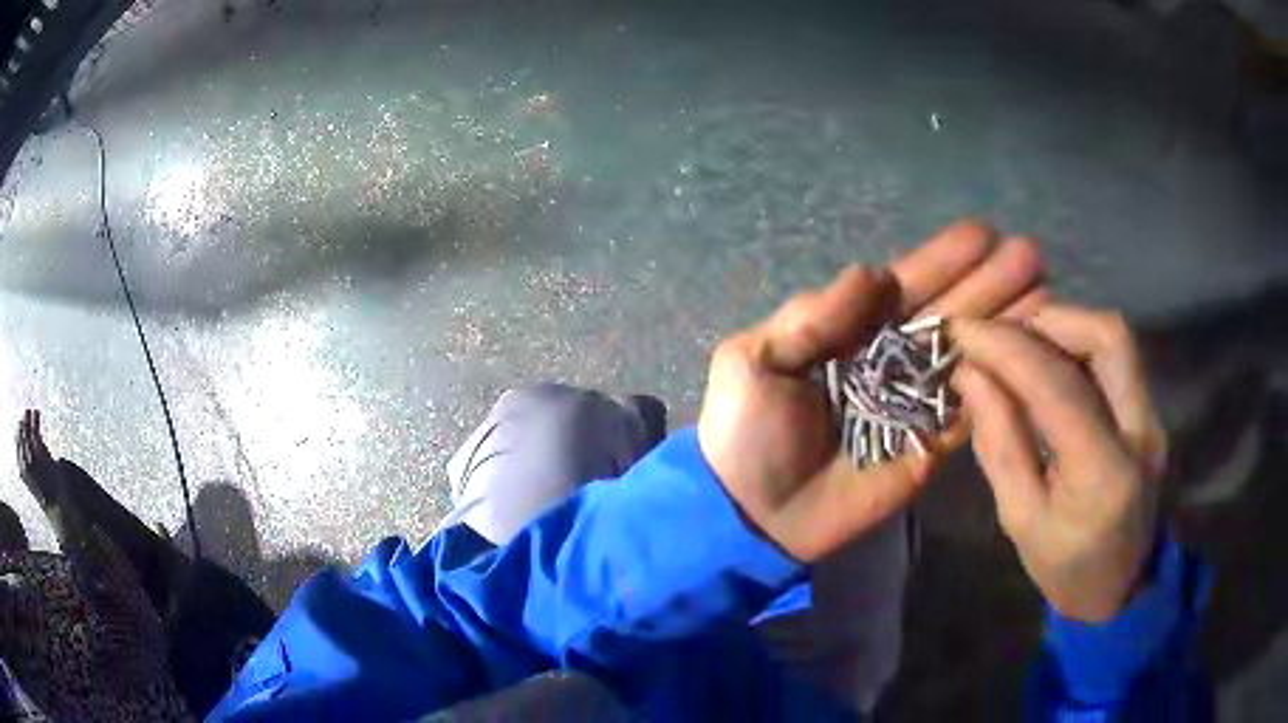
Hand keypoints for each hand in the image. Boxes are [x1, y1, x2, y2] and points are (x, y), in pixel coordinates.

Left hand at [698, 220, 1045, 561]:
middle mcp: (889, 360)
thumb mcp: (756, 361)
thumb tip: (870, 273)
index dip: (942, 261)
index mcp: (848, 332)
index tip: (982, 234)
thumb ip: (811, 318)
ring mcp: (913, 404)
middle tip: (1031, 254)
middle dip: (989, 284)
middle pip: (948, 314)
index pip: (904, 288)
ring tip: (1045, 294)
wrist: (750, 515)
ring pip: (967, 357)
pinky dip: (999, 386)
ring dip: (1005, 326)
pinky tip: (1030, 358)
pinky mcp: (927, 448)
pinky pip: (968, 412)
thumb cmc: (745, 433)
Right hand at [953, 306, 1167, 621]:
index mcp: (1103, 475)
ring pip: (1115, 338)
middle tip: (1001, 336)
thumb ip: (999, 444)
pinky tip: (1049, 363)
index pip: (1057, 386)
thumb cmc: (1065, 567)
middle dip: (1047, 321)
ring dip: (1064, 327)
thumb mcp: (1020, 521)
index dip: (1007, 349)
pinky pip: (1116, 357)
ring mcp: (1152, 417)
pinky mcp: (1151, 411)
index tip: (962, 332)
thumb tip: (971, 376)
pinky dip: (1078, 345)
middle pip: (1106, 337)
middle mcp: (1140, 432)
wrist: (1121, 586)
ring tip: (1022, 347)